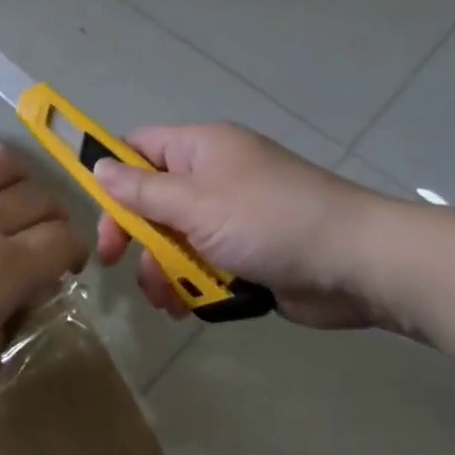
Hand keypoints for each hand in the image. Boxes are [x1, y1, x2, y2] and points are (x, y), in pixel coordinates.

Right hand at [93, 123, 388, 329]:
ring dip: (162, 267)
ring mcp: (232, 216)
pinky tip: (188, 307)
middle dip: (135, 233)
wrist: (359, 264)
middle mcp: (213, 176)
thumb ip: (142, 190)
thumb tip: (99, 166)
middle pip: (153, 198)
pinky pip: (205, 263)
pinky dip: (193, 283)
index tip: (96, 209)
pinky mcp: (249, 253)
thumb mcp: (195, 203)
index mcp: (200, 149)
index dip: (112, 172)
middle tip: (117, 263)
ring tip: (166, 297)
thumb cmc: (269, 220)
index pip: (139, 147)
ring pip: (176, 237)